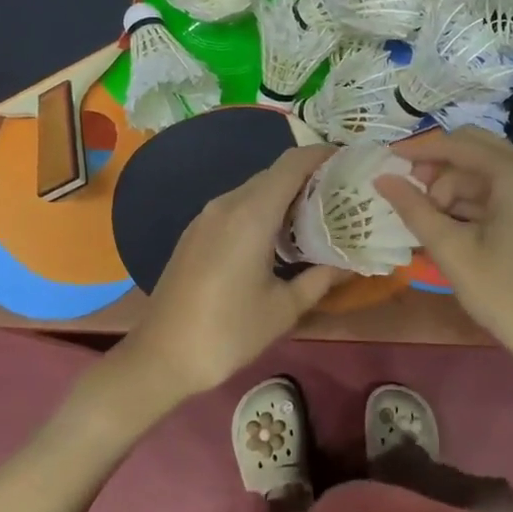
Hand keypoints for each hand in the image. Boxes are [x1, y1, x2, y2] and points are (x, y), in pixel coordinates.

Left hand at [121, 144, 345, 402]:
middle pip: (275, 173)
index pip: (292, 163)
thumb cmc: (228, 332)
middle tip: (343, 195)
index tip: (350, 161)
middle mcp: (227, 203)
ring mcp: (206, 216)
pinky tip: (279, 237)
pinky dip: (263, 209)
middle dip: (309, 177)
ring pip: (254, 189)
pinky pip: (237, 206)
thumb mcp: (283, 308)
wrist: (160, 356)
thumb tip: (352, 262)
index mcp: (251, 214)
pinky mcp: (196, 231)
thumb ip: (320, 278)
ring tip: (318, 216)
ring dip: (285, 195)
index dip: (322, 155)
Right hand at [376, 128, 512, 372]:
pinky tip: (445, 224)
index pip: (458, 145)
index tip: (386, 159)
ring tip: (425, 220)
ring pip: (480, 170)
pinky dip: (467, 201)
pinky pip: (493, 189)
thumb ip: (414, 209)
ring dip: (450, 187)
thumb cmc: (505, 293)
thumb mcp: (452, 250)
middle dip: (436, 167)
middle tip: (407, 192)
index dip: (419, 150)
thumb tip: (381, 178)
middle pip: (472, 149)